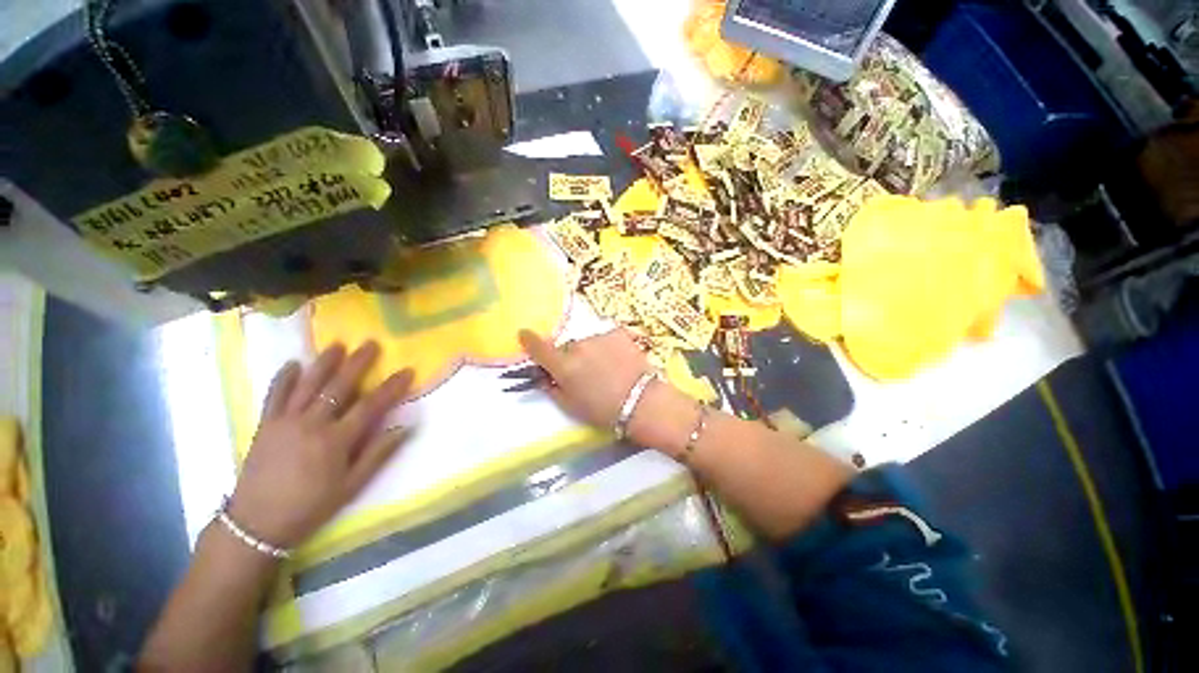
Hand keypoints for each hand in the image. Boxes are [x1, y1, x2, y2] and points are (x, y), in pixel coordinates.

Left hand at [227, 342, 413, 548]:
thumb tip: (405, 427)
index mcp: (336, 440)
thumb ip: (378, 454)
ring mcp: (285, 421)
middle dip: (358, 363)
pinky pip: (274, 395)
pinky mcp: (265, 424)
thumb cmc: (311, 506)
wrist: (257, 523)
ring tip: (337, 345)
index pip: (371, 405)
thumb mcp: (351, 486)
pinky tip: (292, 364)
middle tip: (371, 344)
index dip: (391, 387)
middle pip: (339, 387)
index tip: (407, 371)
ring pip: (308, 384)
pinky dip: (283, 378)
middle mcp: (312, 424)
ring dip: (324, 363)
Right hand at [517, 329, 653, 428]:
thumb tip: (545, 376)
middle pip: (567, 347)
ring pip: (586, 342)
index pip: (538, 347)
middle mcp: (578, 347)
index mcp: (564, 366)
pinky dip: (607, 347)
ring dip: (590, 352)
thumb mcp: (572, 406)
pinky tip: (619, 360)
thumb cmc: (605, 411)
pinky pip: (604, 338)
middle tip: (585, 373)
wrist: (643, 401)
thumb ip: (553, 388)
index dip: (529, 340)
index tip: (524, 335)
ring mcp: (599, 337)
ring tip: (607, 369)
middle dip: (571, 357)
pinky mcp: (617, 332)